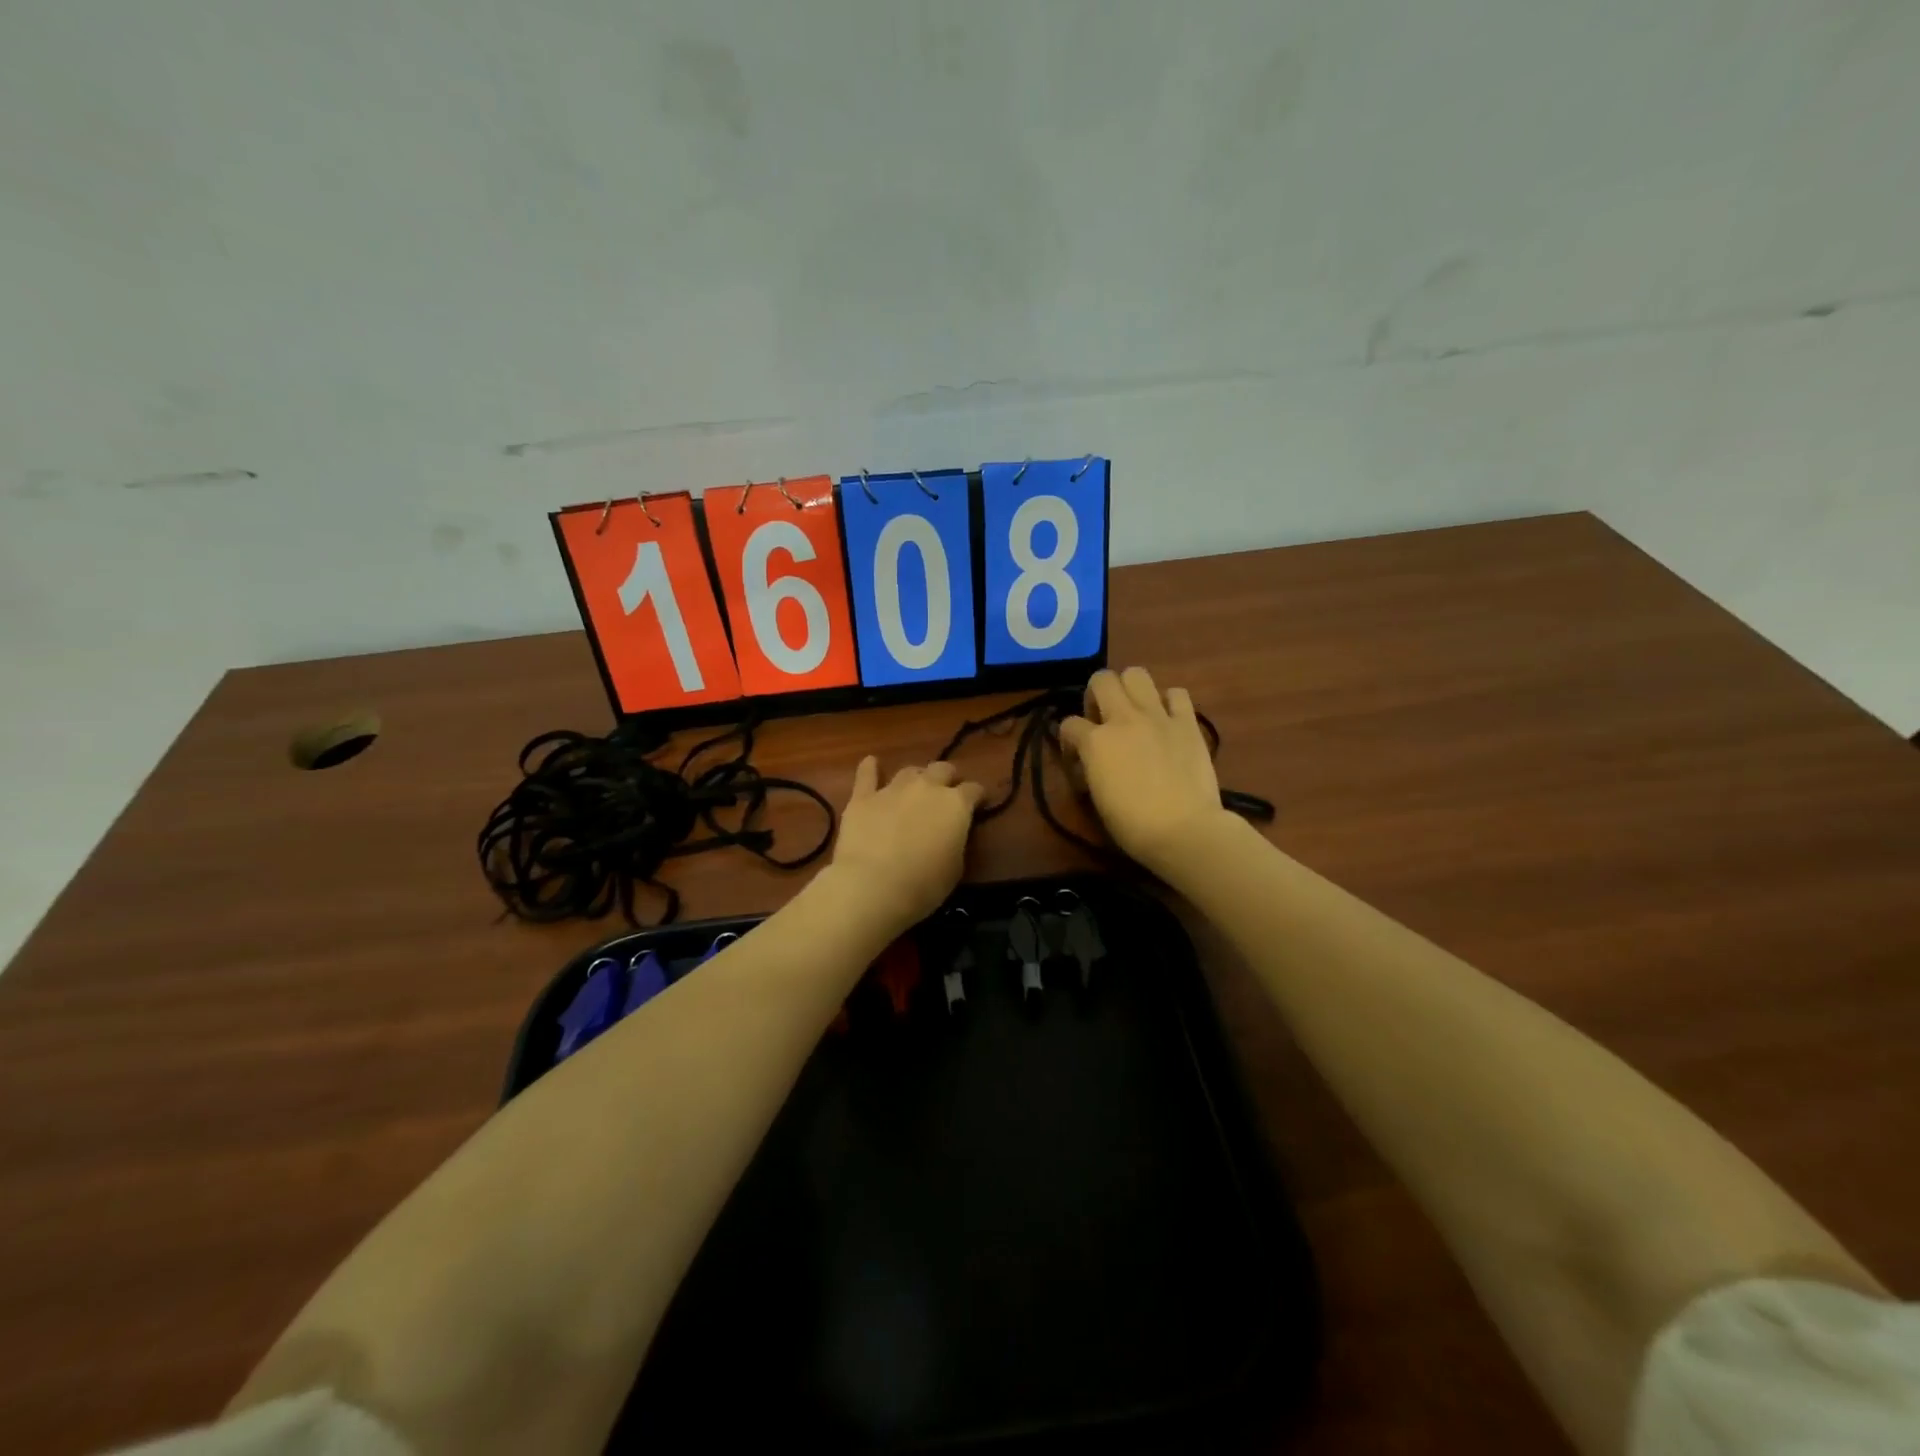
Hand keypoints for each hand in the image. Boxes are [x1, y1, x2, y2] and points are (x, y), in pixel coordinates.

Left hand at [829, 758, 984, 929]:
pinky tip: (871, 763)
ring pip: (909, 770)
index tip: (979, 804)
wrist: (873, 886)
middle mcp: (927, 787)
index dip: (978, 796)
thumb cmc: (923, 885)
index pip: (974, 790)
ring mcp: (893, 789)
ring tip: (915, 787)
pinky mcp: (863, 797)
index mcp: (956, 805)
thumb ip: (955, 842)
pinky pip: (867, 775)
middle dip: (948, 778)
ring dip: (916, 777)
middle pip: (943, 769)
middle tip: (947, 792)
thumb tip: (950, 834)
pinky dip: (870, 768)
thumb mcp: (955, 868)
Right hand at [1060, 667, 1231, 874]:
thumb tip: (1090, 763)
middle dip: (1096, 695)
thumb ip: (1090, 769)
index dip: (1068, 741)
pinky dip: (1169, 702)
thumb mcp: (1097, 797)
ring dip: (1130, 689)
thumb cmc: (1133, 825)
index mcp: (1096, 741)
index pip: (1068, 724)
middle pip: (1101, 679)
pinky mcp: (1187, 723)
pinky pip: (1176, 694)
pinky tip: (1167, 720)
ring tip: (1133, 712)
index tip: (1078, 761)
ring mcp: (1158, 716)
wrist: (1184, 830)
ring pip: (1137, 674)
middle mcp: (1124, 718)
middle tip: (1102, 720)